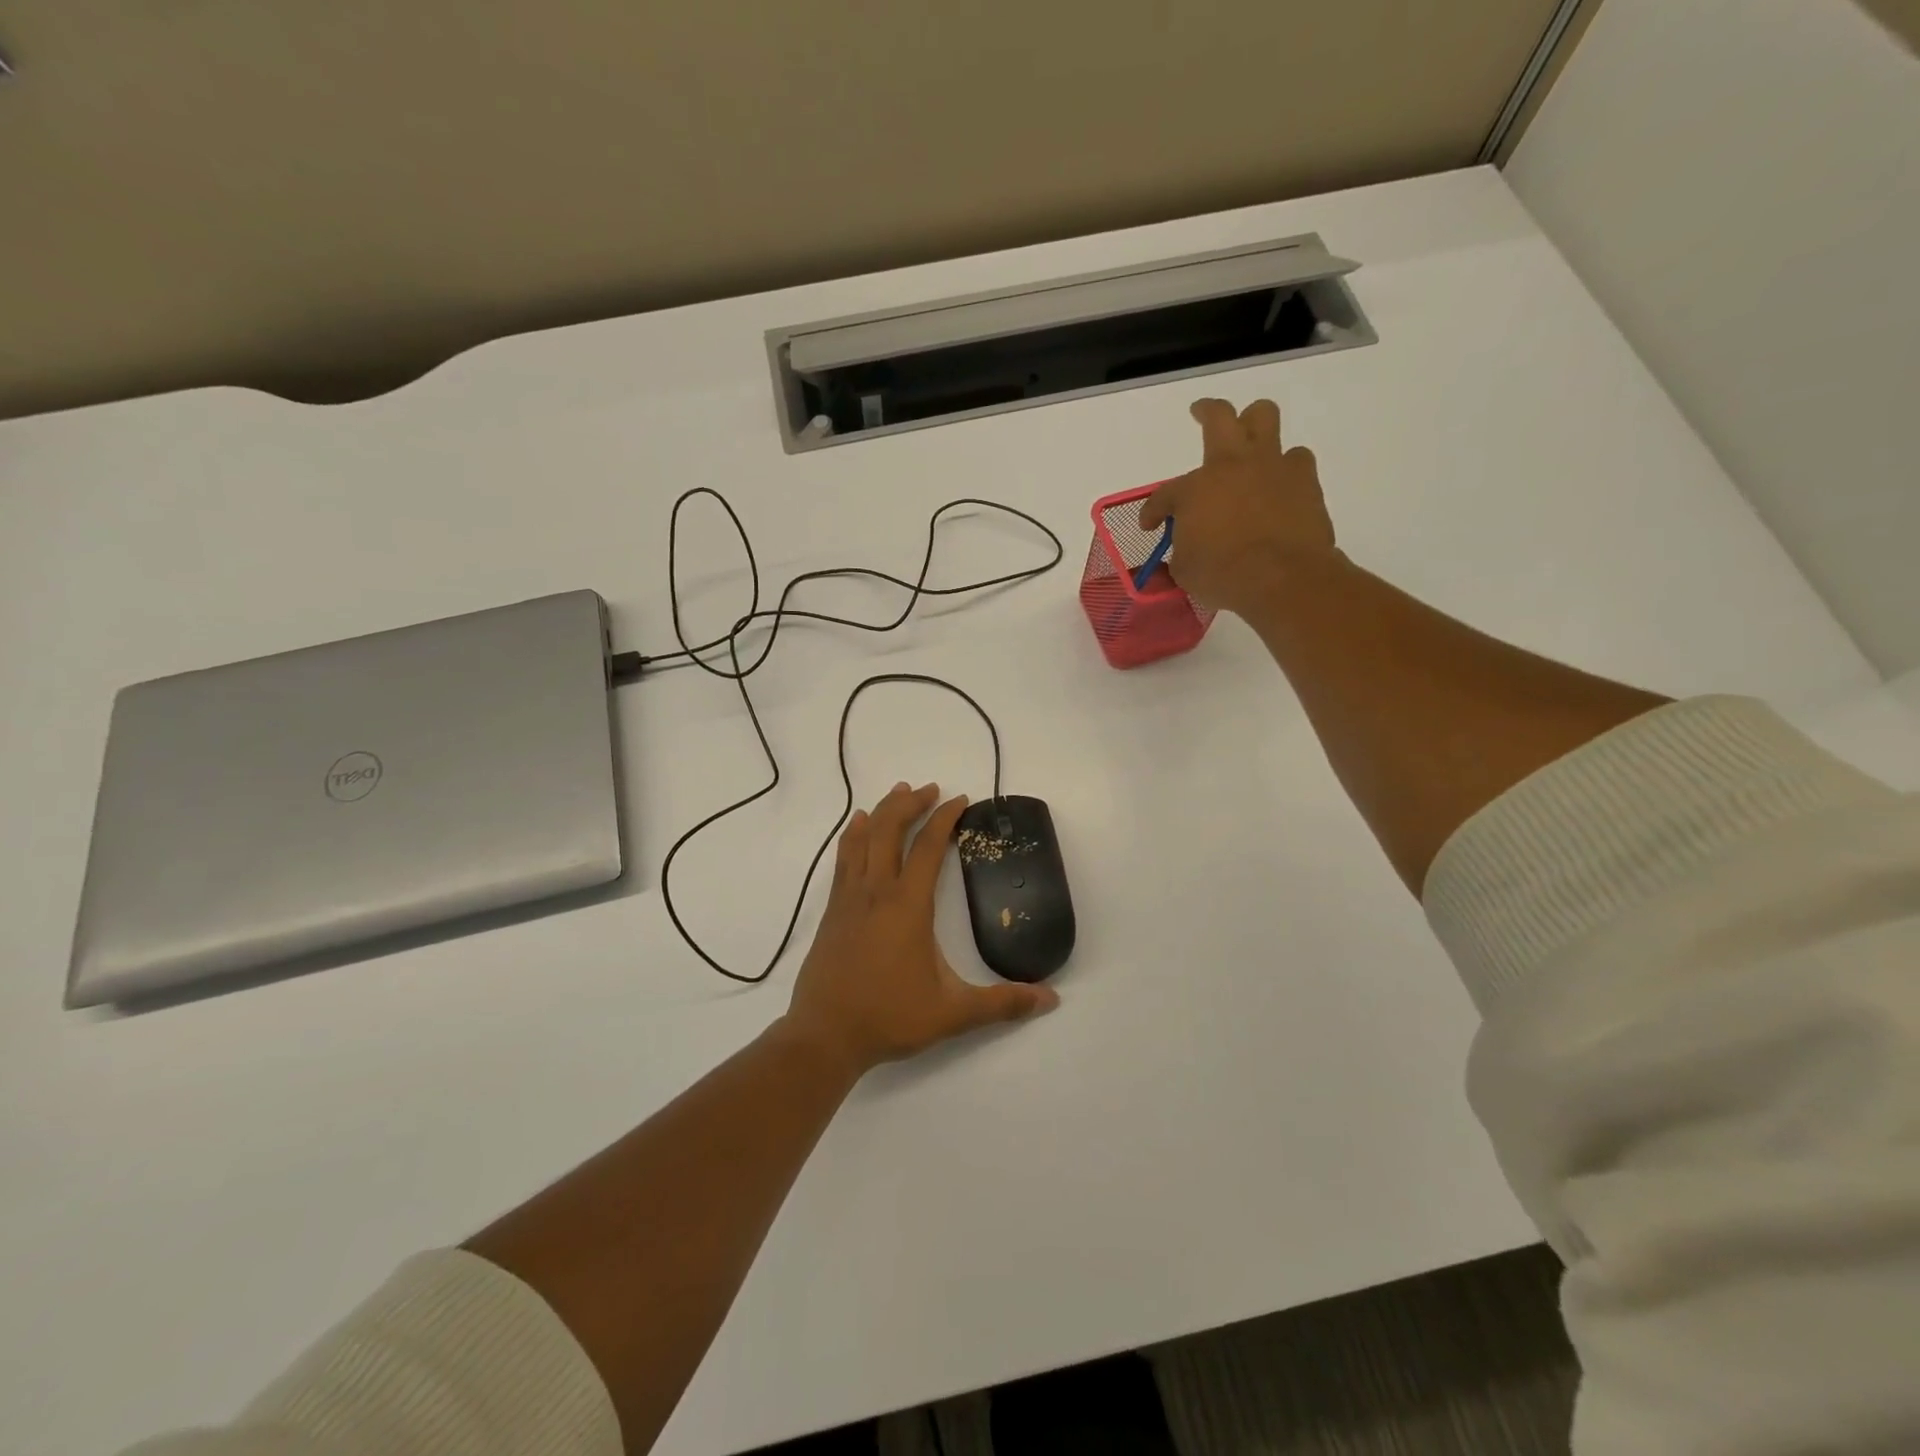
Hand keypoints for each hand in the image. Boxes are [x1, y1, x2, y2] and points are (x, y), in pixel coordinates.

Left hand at [780, 782, 1058, 1077]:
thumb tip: (1050, 1000)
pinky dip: (852, 834)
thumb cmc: (889, 1018)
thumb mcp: (953, 1013)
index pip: (927, 847)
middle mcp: (876, 891)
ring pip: (862, 837)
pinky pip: (843, 857)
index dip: (945, 819)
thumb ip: (1002, 1004)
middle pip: (889, 829)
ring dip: (881, 811)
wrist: (825, 1035)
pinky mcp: (832, 910)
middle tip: (930, 789)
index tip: (960, 800)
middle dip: (911, 803)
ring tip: (898, 793)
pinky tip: (855, 827)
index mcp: (907, 905)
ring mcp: (849, 898)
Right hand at [1140, 398, 1338, 617]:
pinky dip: (1286, 468)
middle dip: (1207, 411)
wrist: (1282, 578)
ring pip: (1265, 419)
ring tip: (1251, 446)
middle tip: (1200, 413)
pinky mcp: (1305, 480)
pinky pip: (1297, 459)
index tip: (1150, 525)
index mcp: (1194, 489)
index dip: (1153, 511)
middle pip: (1220, 417)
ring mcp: (1271, 466)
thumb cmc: (1222, 575)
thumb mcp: (1185, 571)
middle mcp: (1232, 465)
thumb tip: (1181, 553)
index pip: (1164, 495)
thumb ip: (1179, 554)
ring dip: (1255, 427)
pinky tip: (1281, 483)